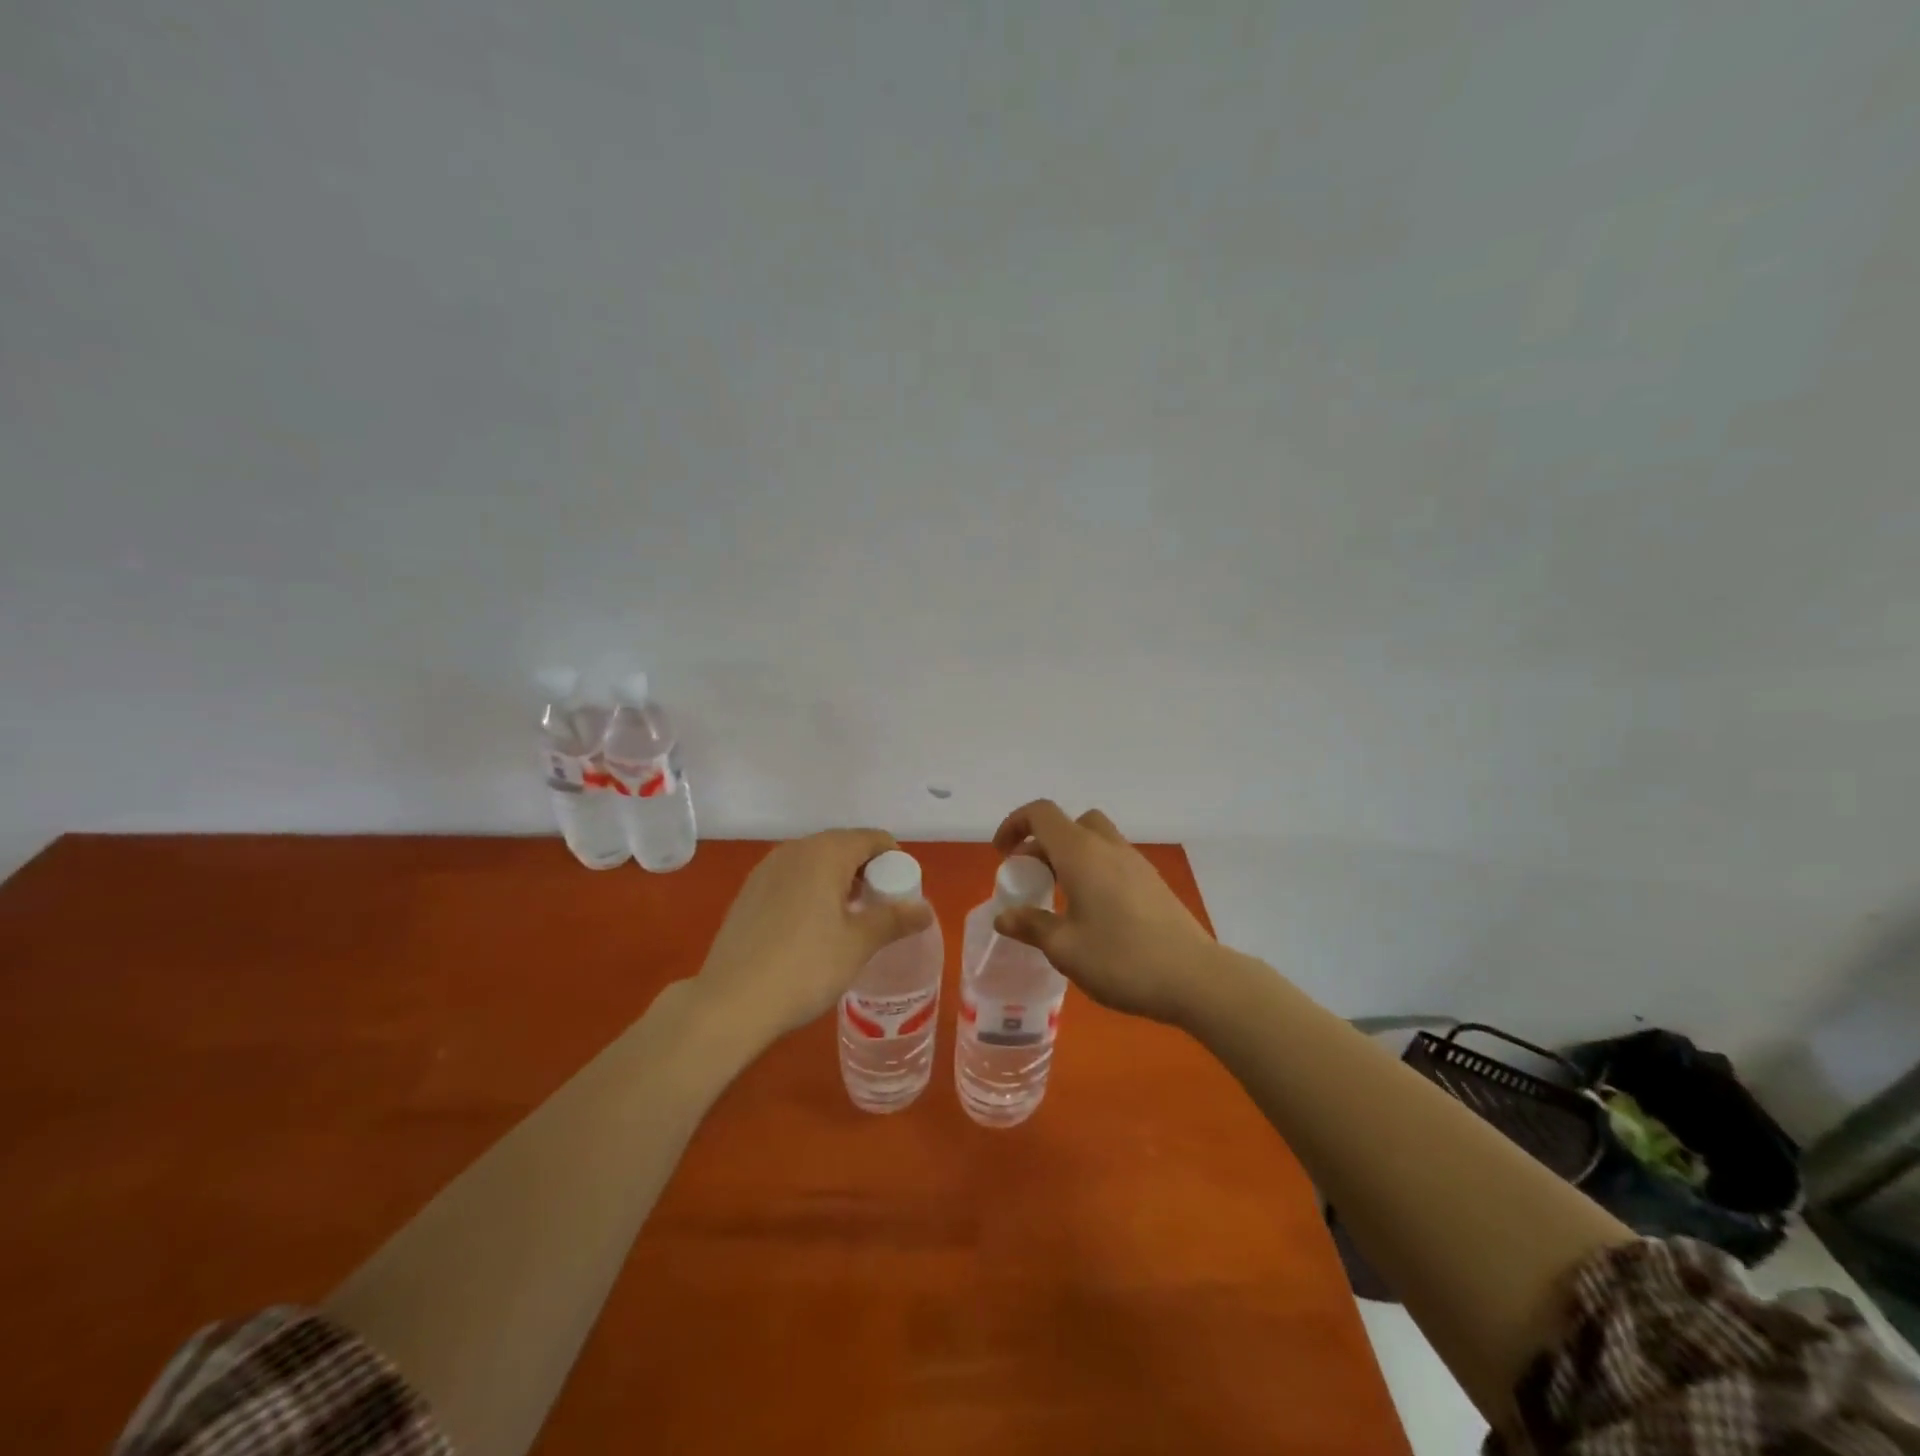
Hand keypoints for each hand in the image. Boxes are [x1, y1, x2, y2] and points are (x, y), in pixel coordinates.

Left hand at [691, 829, 933, 1044]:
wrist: (731, 1002)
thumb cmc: (805, 967)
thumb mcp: (858, 944)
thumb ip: (894, 919)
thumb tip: (925, 909)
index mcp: (825, 852)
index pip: (872, 839)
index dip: (894, 861)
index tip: (901, 893)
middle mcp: (794, 850)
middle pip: (842, 846)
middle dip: (866, 870)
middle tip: (879, 908)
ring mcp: (766, 869)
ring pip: (815, 862)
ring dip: (838, 880)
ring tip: (848, 920)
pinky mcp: (749, 892)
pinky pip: (792, 878)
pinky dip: (811, 891)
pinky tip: (812, 928)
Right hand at [991, 800, 1219, 1024]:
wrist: (1195, 978)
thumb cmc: (1121, 959)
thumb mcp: (1065, 948)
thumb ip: (1031, 926)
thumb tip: (1004, 916)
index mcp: (1081, 853)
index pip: (1041, 814)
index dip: (1015, 824)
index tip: (1003, 855)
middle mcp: (1108, 847)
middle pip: (1071, 823)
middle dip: (1044, 842)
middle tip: (1031, 877)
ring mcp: (1136, 863)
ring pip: (1095, 839)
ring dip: (1070, 856)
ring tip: (1059, 897)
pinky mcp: (1153, 882)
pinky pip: (1113, 860)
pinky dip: (1093, 870)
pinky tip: (1092, 912)